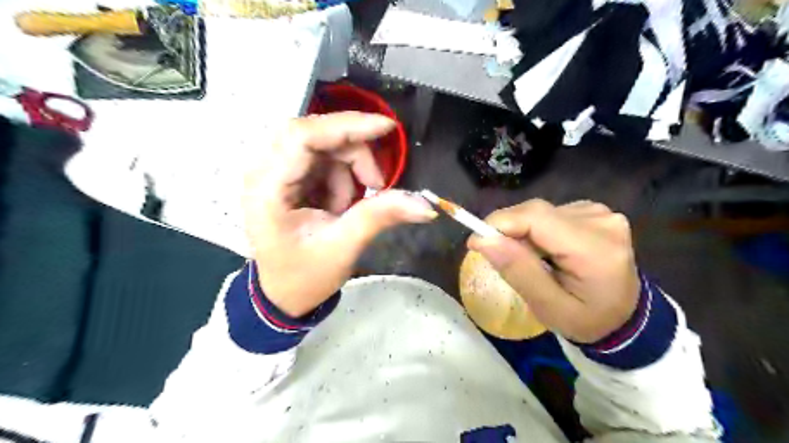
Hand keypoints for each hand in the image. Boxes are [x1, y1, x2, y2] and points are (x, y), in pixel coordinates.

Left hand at [242, 112, 437, 316]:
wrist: (284, 294)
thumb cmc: (305, 275)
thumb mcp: (343, 247)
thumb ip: (380, 217)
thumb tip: (425, 205)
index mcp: (268, 189)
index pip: (302, 137)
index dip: (346, 126)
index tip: (386, 129)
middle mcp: (264, 172)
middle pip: (314, 135)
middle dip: (353, 154)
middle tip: (375, 185)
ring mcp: (274, 172)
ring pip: (322, 145)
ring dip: (348, 170)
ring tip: (349, 208)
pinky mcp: (287, 176)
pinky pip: (322, 158)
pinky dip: (342, 175)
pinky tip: (340, 204)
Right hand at [467, 199, 639, 342]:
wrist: (624, 316)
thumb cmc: (586, 319)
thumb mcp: (548, 307)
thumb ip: (518, 272)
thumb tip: (482, 240)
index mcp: (595, 249)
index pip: (536, 218)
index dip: (500, 223)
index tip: (476, 242)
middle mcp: (601, 222)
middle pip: (536, 212)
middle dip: (509, 230)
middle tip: (497, 255)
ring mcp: (601, 213)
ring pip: (540, 212)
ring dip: (523, 232)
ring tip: (530, 260)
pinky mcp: (594, 211)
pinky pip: (551, 213)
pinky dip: (537, 229)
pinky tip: (546, 249)